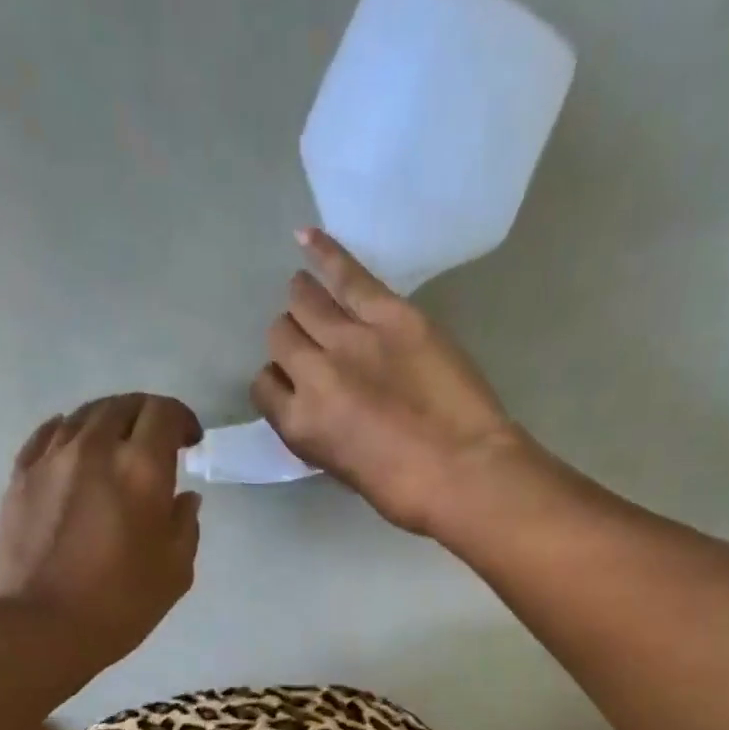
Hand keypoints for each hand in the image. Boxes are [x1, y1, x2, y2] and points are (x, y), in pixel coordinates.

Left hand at [0, 393, 202, 674]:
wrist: (41, 628)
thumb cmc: (120, 604)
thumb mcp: (175, 571)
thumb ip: (185, 524)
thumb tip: (184, 497)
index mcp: (140, 469)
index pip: (163, 413)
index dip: (182, 419)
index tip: (190, 441)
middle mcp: (94, 449)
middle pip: (122, 406)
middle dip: (146, 416)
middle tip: (157, 442)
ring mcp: (50, 460)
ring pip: (83, 416)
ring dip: (108, 421)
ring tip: (116, 445)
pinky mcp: (19, 477)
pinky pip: (46, 436)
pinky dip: (68, 432)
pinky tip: (74, 445)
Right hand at [249, 228, 523, 535]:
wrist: (463, 471)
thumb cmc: (405, 492)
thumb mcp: (345, 471)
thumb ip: (323, 432)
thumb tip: (323, 409)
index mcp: (299, 425)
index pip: (265, 387)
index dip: (279, 382)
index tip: (295, 384)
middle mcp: (312, 375)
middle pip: (281, 338)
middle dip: (291, 341)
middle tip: (312, 344)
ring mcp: (350, 339)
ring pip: (304, 302)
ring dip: (303, 299)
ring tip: (309, 294)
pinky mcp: (391, 314)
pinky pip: (347, 274)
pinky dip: (324, 253)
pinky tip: (307, 238)